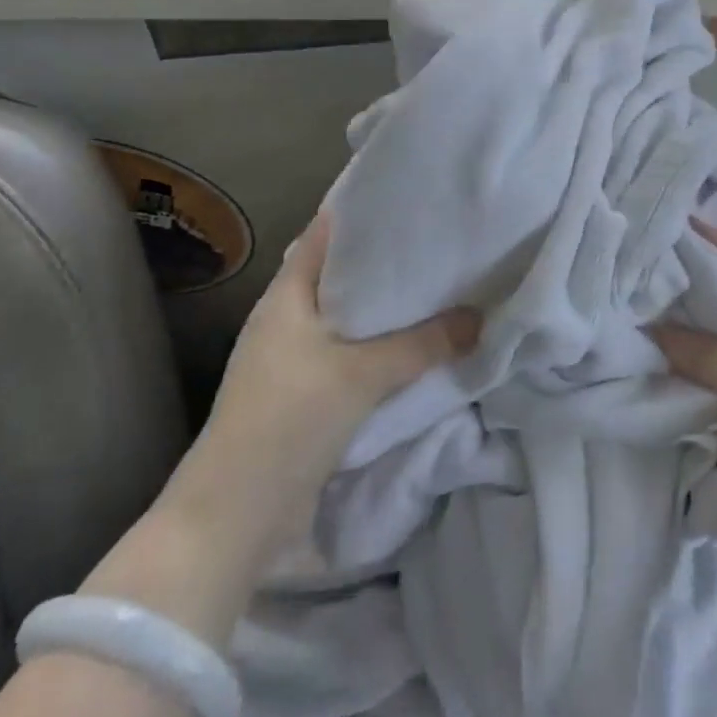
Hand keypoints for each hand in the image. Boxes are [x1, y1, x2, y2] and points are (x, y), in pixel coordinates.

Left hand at [163, 212, 479, 563]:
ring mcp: (294, 360)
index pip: (325, 235)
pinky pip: (352, 356)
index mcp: (285, 297)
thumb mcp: (360, 376)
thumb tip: (480, 318)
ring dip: (388, 311)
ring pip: (350, 319)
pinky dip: (383, 347)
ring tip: (440, 289)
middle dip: (388, 264)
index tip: (412, 202)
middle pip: (342, 277)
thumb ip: (423, 344)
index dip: (364, 215)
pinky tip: (419, 345)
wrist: (235, 514)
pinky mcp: (306, 395)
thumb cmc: (288, 422)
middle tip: (441, 245)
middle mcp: (286, 320)